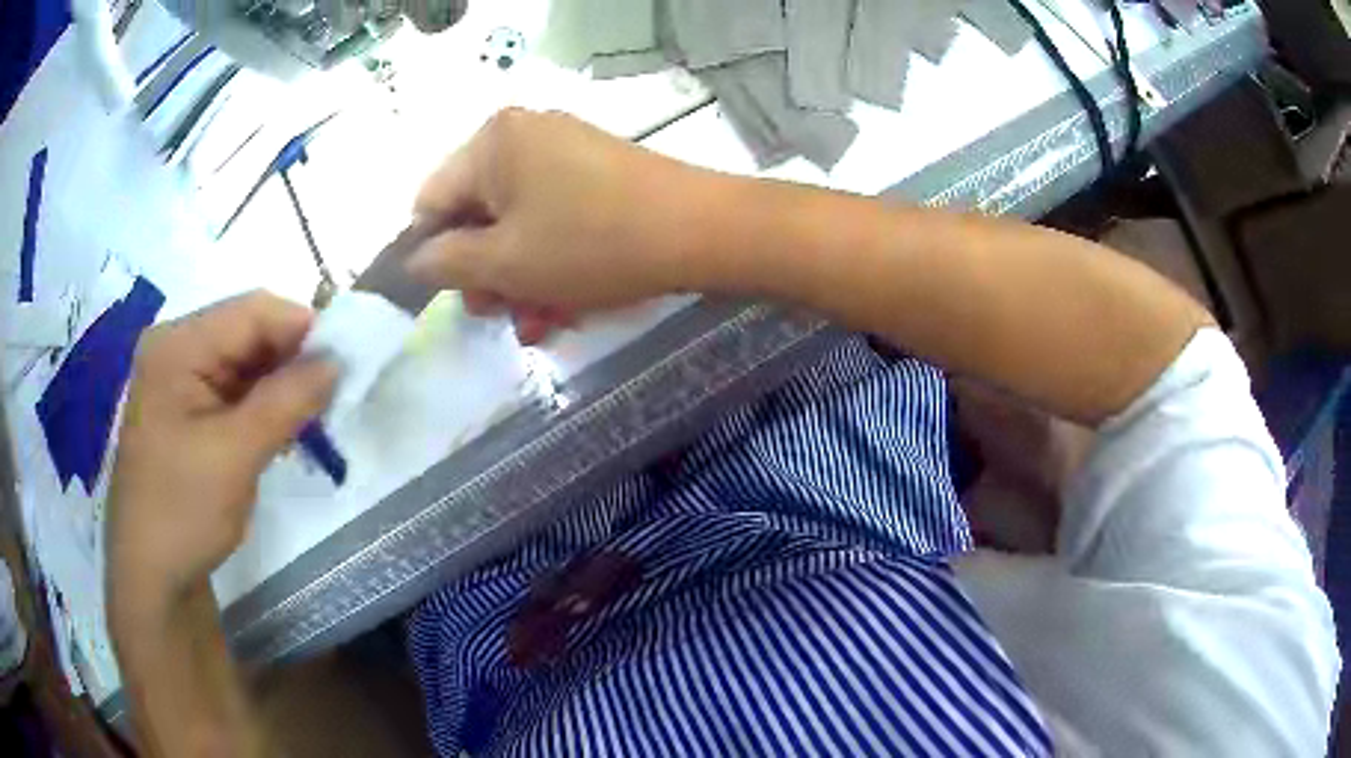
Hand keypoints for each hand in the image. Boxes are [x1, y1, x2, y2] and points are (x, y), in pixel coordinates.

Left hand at [106, 291, 336, 617]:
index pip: (252, 312)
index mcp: (178, 345)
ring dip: (280, 385)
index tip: (347, 364)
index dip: (303, 328)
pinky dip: (263, 405)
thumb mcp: (237, 455)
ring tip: (312, 418)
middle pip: (248, 333)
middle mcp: (176, 349)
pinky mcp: (187, 410)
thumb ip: (287, 400)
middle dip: (292, 359)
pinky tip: (282, 430)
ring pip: (245, 363)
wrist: (152, 577)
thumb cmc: (184, 512)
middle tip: (333, 397)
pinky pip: (234, 391)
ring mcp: (179, 380)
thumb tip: (339, 360)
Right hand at [407, 109, 721, 342]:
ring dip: (522, 277)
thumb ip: (446, 262)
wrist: (700, 230)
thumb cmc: (590, 244)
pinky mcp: (597, 171)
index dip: (434, 255)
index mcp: (492, 142)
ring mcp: (565, 151)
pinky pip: (554, 217)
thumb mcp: (504, 263)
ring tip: (541, 322)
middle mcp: (524, 135)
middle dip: (487, 272)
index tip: (454, 297)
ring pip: (519, 223)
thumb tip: (415, 259)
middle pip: (477, 213)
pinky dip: (553, 259)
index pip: (431, 202)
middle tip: (503, 316)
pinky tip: (567, 304)